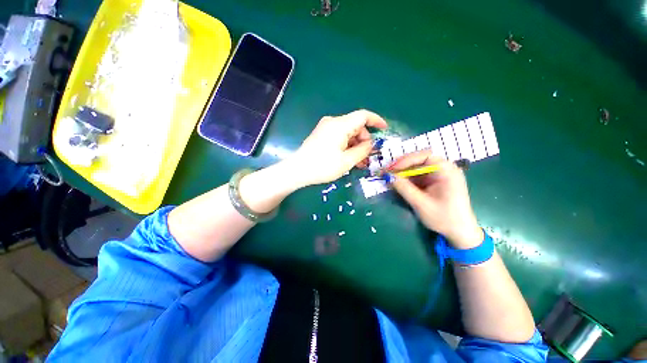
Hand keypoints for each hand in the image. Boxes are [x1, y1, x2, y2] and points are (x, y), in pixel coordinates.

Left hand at [287, 109, 387, 186]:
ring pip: (348, 133)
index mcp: (340, 125)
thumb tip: (371, 144)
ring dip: (356, 145)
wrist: (297, 170)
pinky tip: (349, 158)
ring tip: (359, 162)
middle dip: (365, 140)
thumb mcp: (346, 161)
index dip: (376, 121)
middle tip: (368, 157)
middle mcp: (333, 122)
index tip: (385, 129)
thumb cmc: (322, 166)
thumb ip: (362, 151)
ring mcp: (326, 128)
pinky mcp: (322, 135)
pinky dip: (347, 146)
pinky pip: (339, 137)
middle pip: (356, 126)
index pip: (363, 116)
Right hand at [388, 150, 482, 248]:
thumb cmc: (444, 218)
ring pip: (416, 168)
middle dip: (401, 165)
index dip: (405, 160)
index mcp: (447, 170)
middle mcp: (443, 169)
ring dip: (402, 172)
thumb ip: (404, 188)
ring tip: (389, 178)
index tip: (391, 168)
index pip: (424, 156)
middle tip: (387, 172)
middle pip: (419, 160)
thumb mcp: (421, 203)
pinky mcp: (433, 182)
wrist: (459, 232)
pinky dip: (406, 179)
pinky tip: (398, 183)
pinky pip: (417, 176)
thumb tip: (387, 176)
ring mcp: (438, 175)